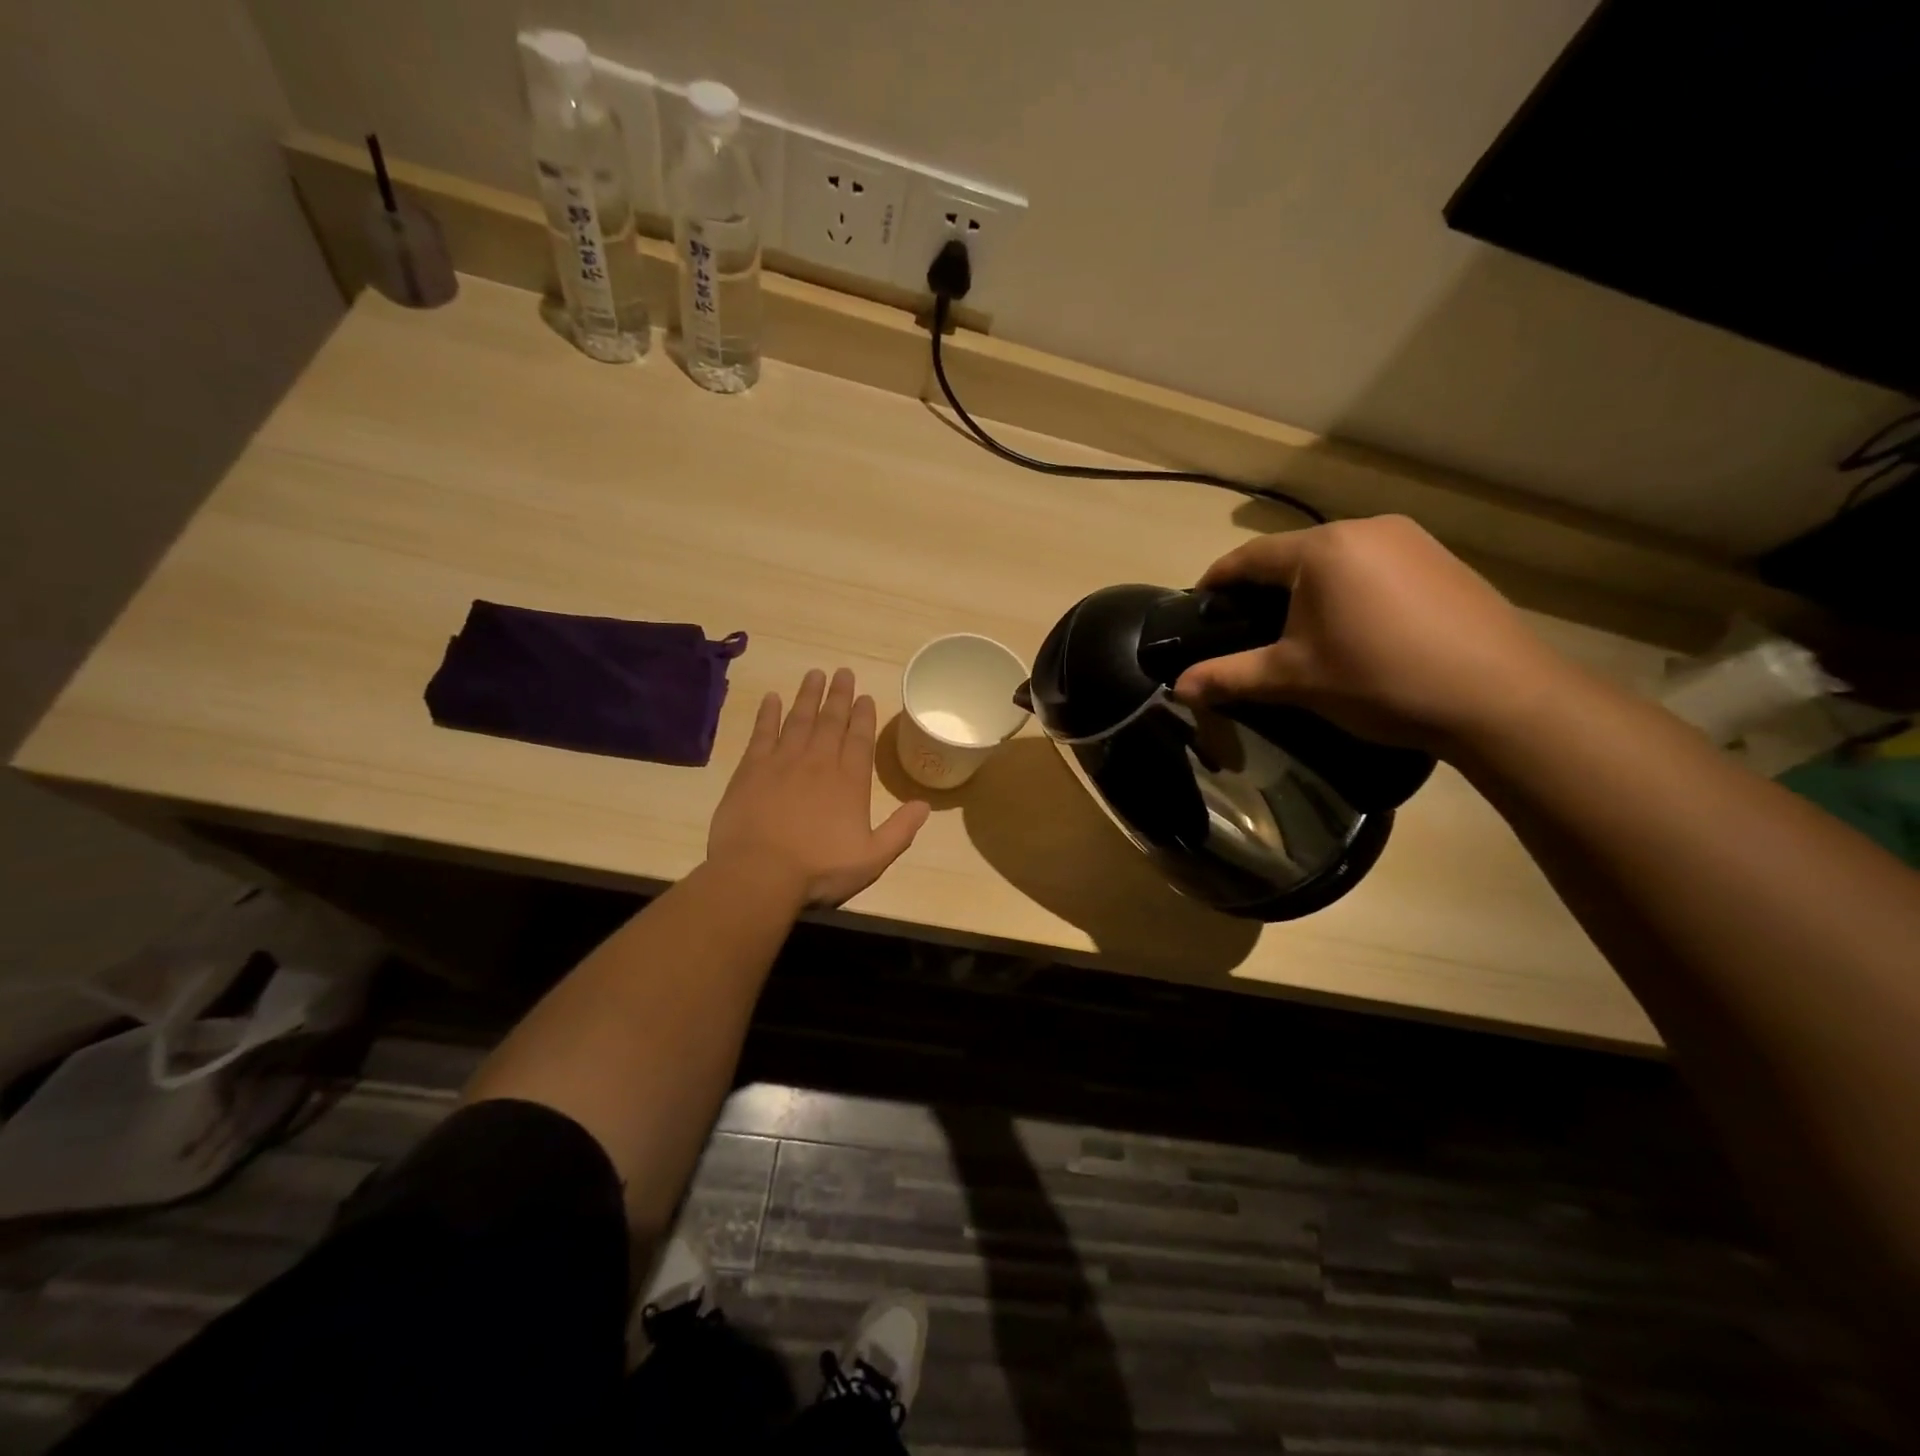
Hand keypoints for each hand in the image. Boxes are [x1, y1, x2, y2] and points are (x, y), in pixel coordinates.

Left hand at [708, 668, 930, 906]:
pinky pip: (762, 732)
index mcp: (849, 781)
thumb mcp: (872, 858)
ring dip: (808, 696)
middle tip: (842, 672)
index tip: (865, 696)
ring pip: (799, 719)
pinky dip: (768, 713)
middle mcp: (819, 762)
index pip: (860, 739)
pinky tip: (771, 698)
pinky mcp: (751, 769)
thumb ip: (900, 831)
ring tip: (814, 674)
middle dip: (839, 695)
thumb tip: (925, 805)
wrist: (759, 873)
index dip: (863, 716)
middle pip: (831, 721)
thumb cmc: (819, 869)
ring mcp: (783, 762)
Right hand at [1173, 515, 1579, 752]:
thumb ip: (1229, 677)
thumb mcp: (1293, 680)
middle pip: (1293, 556)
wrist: (1498, 696)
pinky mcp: (1441, 560)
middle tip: (1246, 628)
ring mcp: (1410, 540)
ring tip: (1300, 631)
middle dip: (1263, 588)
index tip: (1199, 606)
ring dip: (1308, 590)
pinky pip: (1374, 567)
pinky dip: (1349, 591)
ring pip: (1336, 560)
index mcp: (1322, 550)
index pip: (1249, 558)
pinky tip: (1356, 628)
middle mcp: (1365, 528)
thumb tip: (1178, 688)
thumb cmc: (1379, 679)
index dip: (1217, 581)